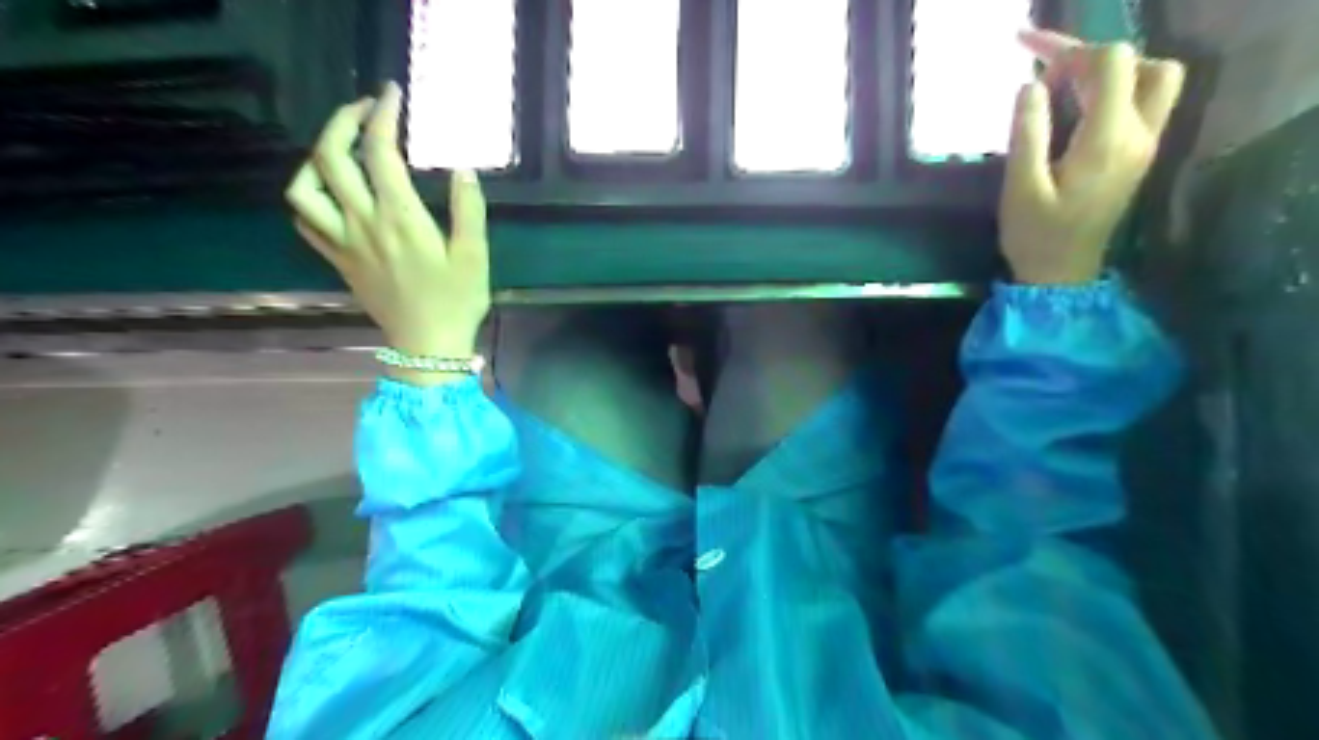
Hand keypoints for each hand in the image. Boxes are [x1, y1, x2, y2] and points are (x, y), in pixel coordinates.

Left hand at [286, 80, 492, 372]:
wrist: (428, 345)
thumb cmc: (456, 301)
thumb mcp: (474, 256)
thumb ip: (468, 210)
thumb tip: (463, 170)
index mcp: (400, 218)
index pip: (380, 153)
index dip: (382, 116)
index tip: (392, 94)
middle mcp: (363, 223)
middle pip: (331, 157)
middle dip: (343, 121)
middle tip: (366, 110)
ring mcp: (344, 242)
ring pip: (304, 187)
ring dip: (315, 158)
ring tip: (340, 149)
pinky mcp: (338, 260)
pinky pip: (306, 222)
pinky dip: (309, 197)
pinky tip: (329, 193)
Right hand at [1001, 28, 1186, 282]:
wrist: (1062, 275)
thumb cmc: (1035, 235)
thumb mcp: (1020, 187)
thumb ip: (1027, 133)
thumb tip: (1031, 85)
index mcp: (1107, 141)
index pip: (1112, 64)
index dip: (1071, 51)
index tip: (1030, 60)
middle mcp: (1138, 135)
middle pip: (1139, 64)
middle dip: (1092, 57)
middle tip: (1047, 70)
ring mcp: (1144, 144)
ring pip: (1151, 79)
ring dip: (1110, 72)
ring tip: (1062, 86)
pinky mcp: (1138, 155)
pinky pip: (1141, 102)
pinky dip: (1112, 91)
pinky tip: (1074, 106)